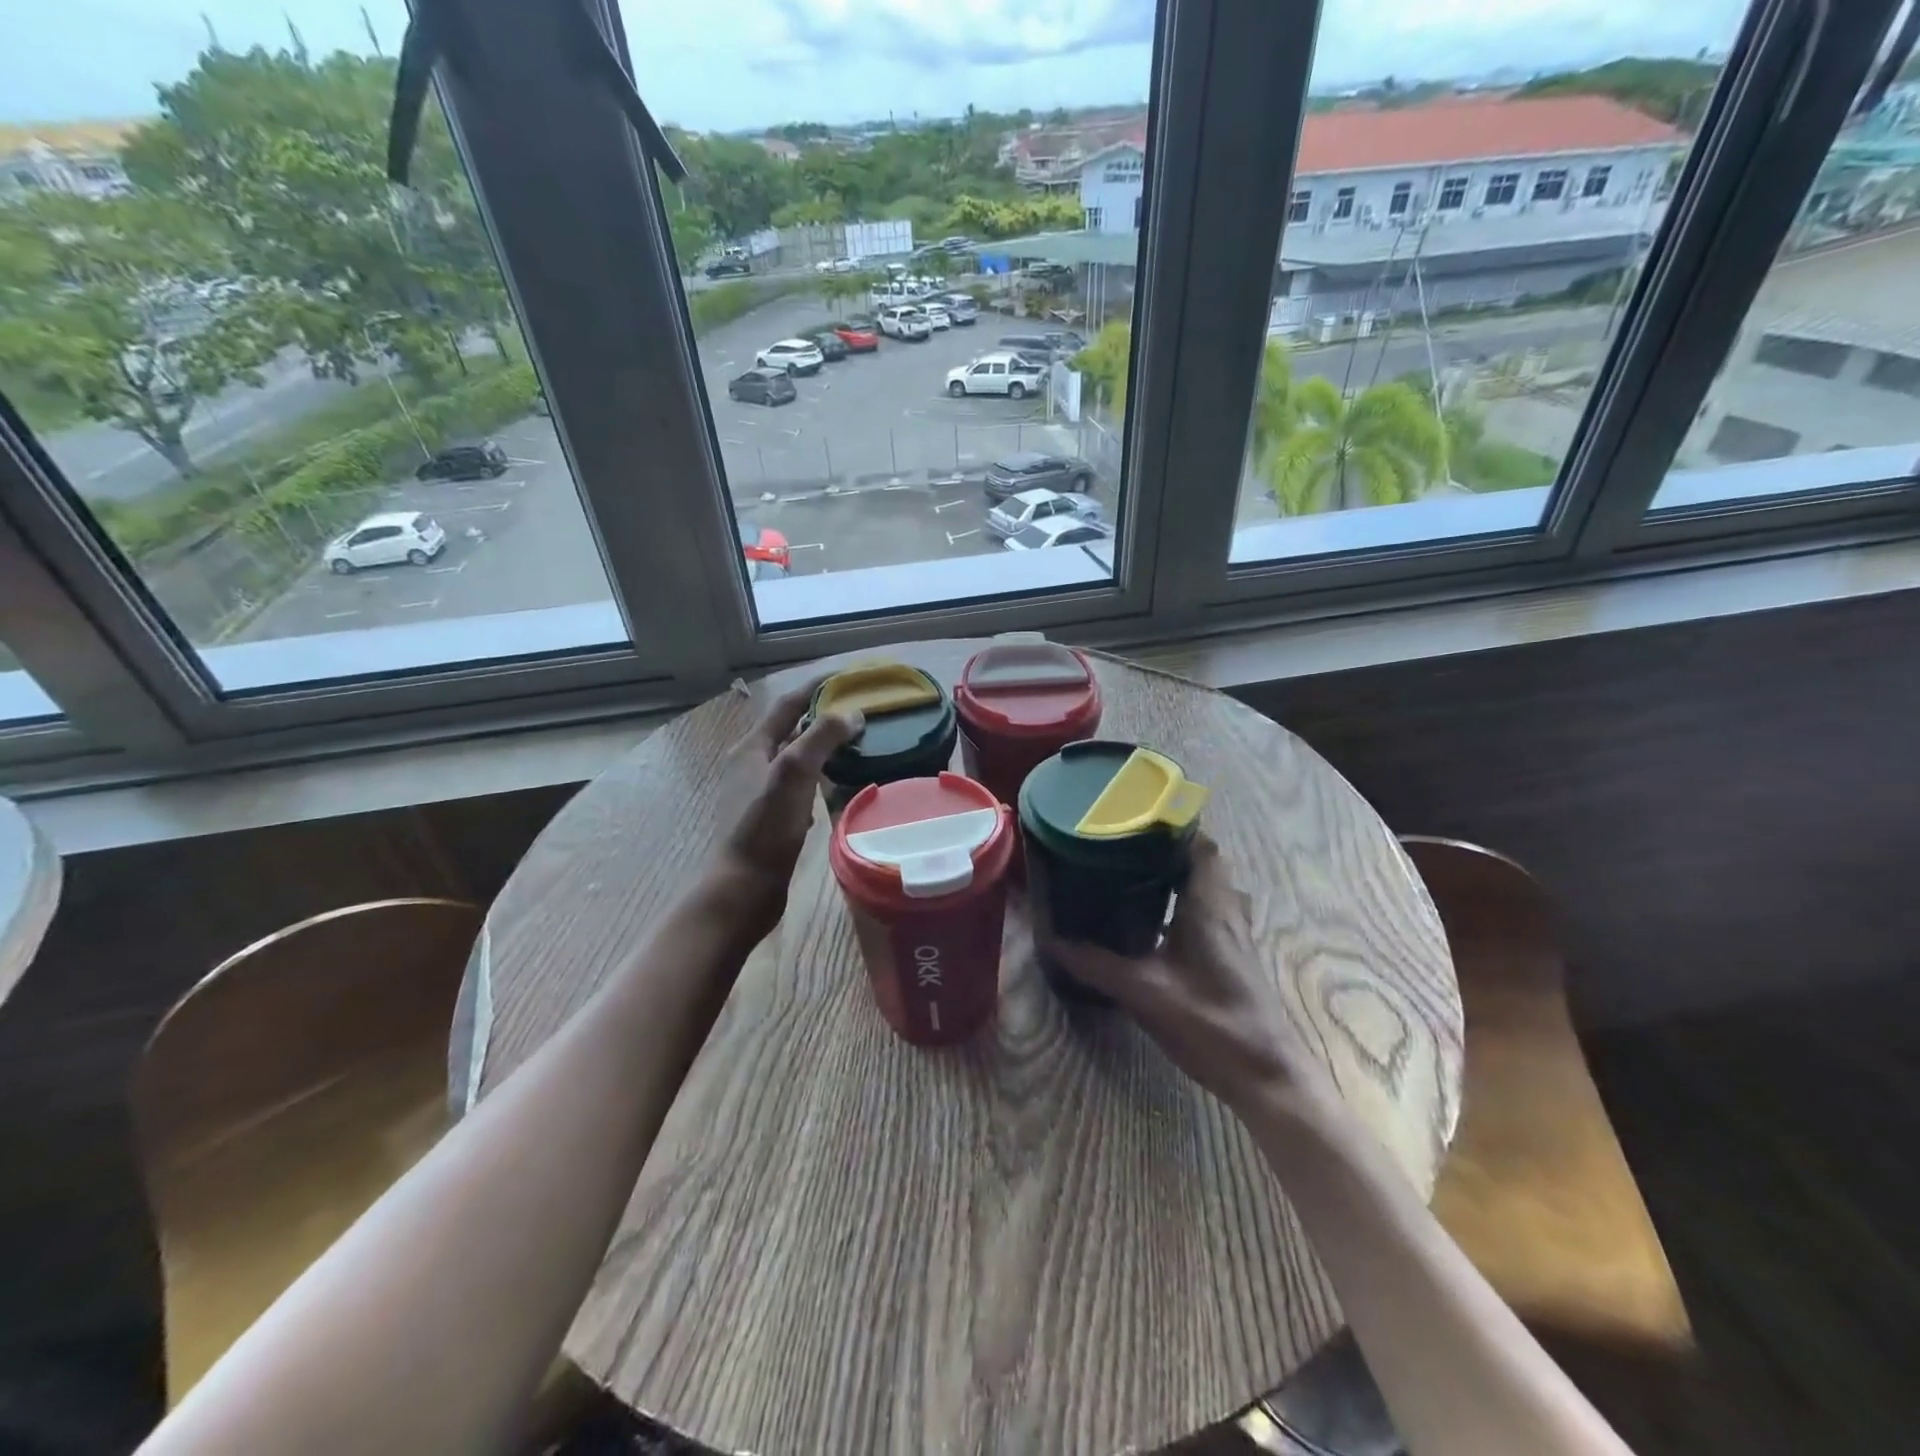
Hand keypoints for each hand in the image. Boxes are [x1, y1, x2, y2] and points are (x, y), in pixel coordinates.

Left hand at [708, 677, 861, 937]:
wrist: (743, 889)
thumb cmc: (765, 828)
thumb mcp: (793, 774)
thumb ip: (821, 737)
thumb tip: (852, 712)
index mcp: (751, 748)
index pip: (788, 704)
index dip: (817, 687)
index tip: (850, 676)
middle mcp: (752, 765)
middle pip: (792, 729)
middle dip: (824, 716)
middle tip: (862, 710)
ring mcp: (760, 793)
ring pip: (797, 758)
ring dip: (824, 746)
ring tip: (858, 742)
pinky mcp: (771, 818)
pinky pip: (800, 786)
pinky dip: (822, 777)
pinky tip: (840, 785)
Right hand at [1043, 836, 1329, 1115]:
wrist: (1266, 1075)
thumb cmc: (1211, 1022)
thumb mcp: (1145, 992)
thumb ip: (1097, 965)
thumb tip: (1054, 943)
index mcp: (1209, 905)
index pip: (1202, 845)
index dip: (1174, 826)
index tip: (1136, 819)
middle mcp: (1226, 911)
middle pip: (1205, 862)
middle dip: (1169, 849)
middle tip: (1126, 847)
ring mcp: (1235, 935)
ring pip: (1210, 888)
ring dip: (1180, 876)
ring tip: (1135, 876)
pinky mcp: (1235, 957)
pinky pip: (1210, 912)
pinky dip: (1186, 905)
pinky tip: (1156, 923)